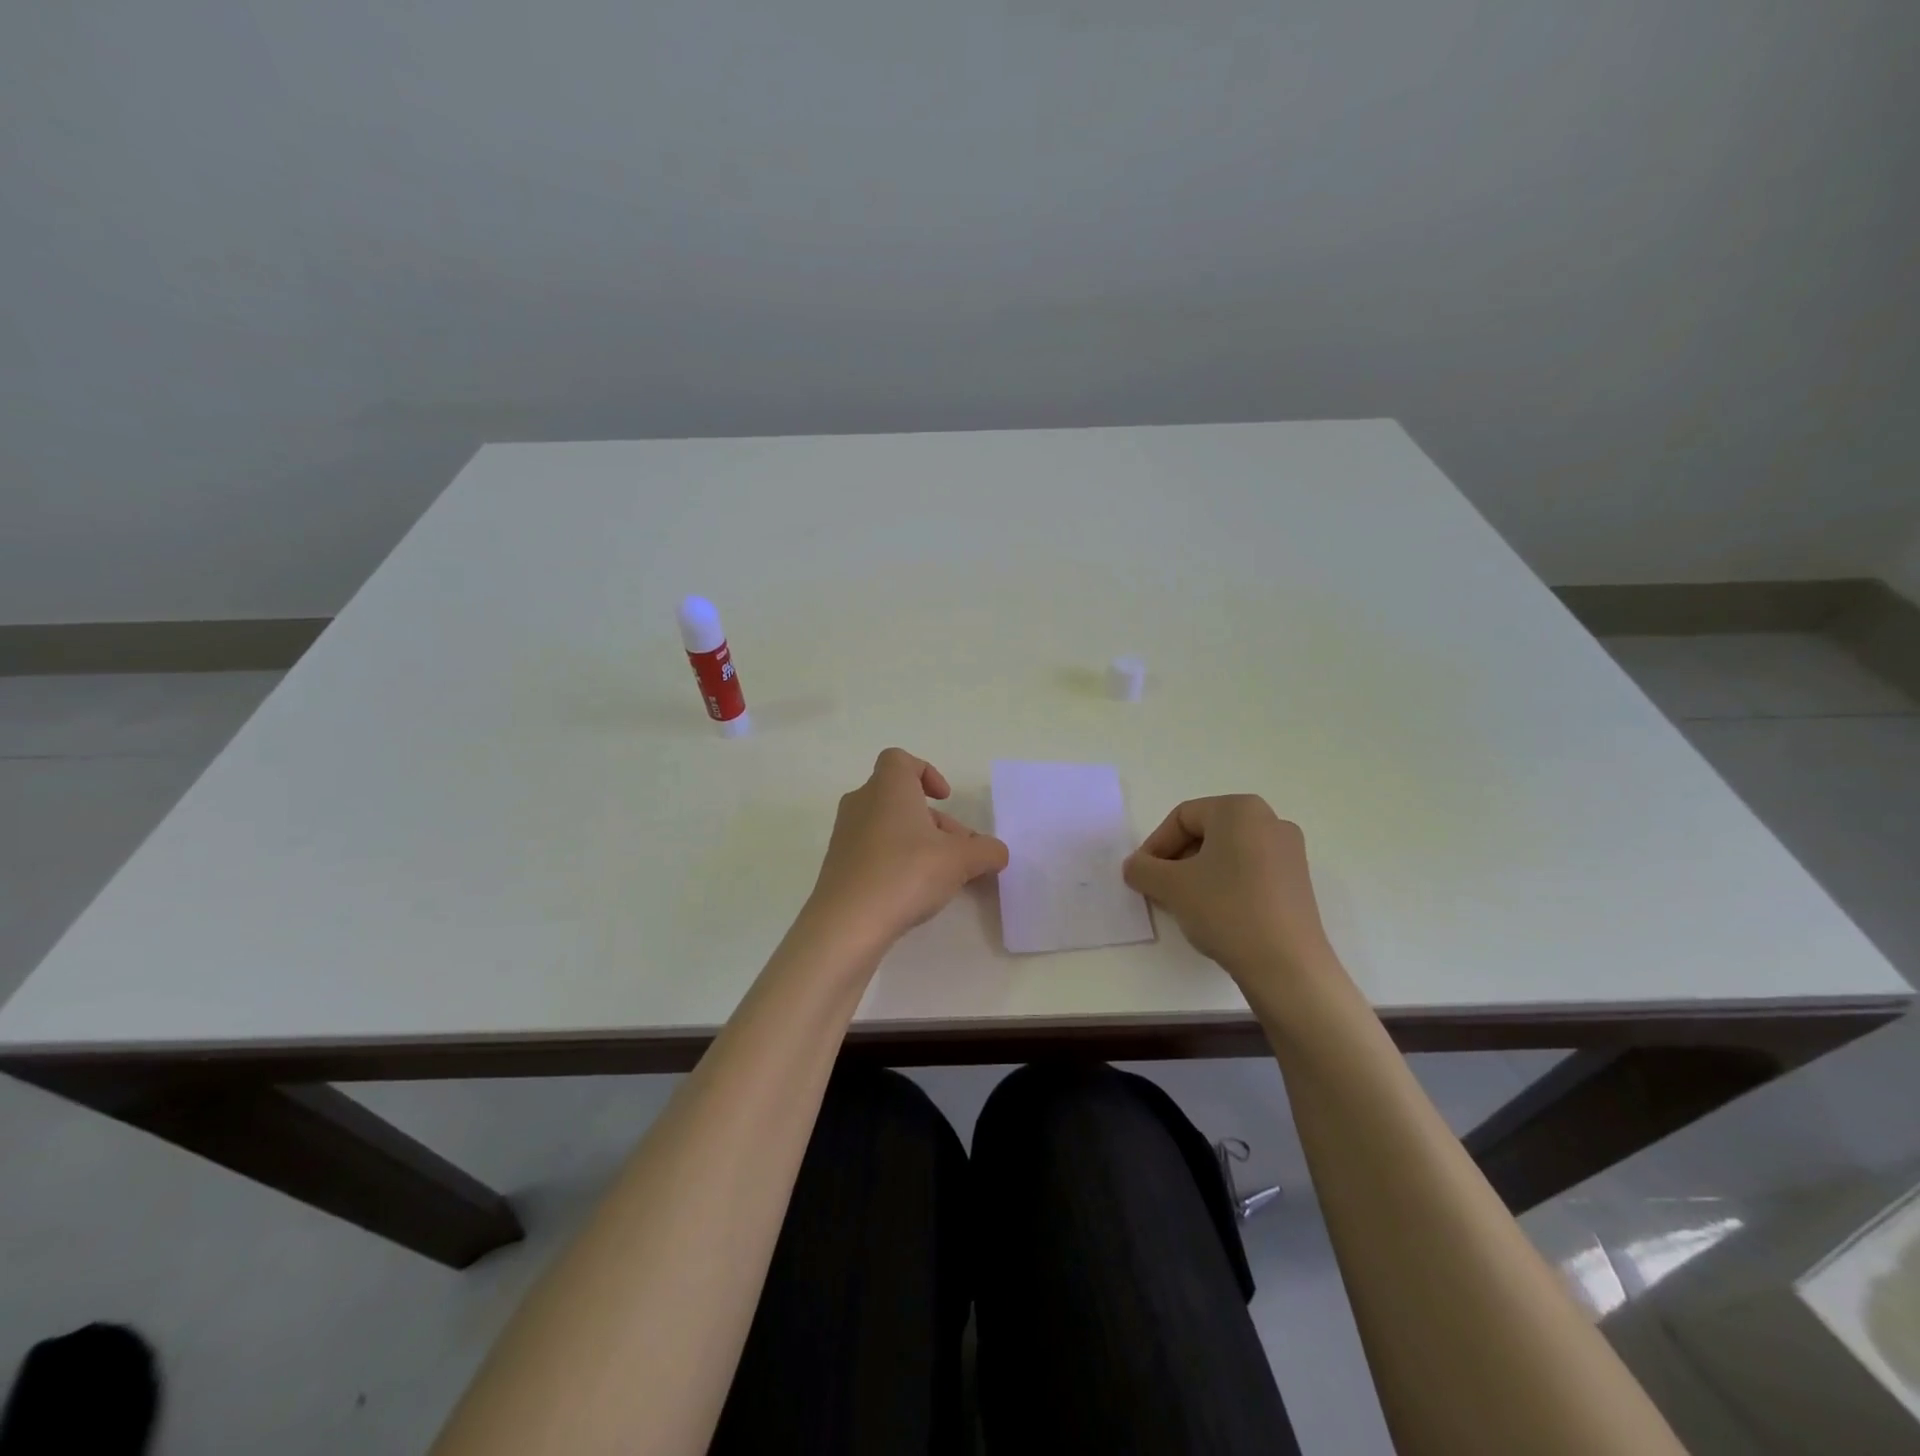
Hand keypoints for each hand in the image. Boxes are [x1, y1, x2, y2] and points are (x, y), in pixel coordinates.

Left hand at [805, 748, 1009, 952]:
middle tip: (959, 852)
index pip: (900, 760)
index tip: (945, 799)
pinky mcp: (838, 864)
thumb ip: (986, 851)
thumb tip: (998, 852)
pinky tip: (912, 891)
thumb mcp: (960, 861)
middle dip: (934, 820)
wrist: (847, 922)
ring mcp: (845, 834)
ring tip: (942, 876)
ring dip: (918, 842)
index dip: (926, 773)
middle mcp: (862, 802)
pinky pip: (873, 849)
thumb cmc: (906, 873)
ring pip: (888, 825)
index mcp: (888, 787)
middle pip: (901, 798)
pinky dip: (895, 860)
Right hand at [1123, 795, 1336, 988]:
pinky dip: (1225, 885)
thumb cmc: (1226, 910)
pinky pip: (1249, 871)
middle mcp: (1270, 820)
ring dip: (1198, 874)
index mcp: (1240, 809)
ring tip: (1184, 904)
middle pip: (1206, 833)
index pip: (1182, 817)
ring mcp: (1289, 852)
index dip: (1155, 845)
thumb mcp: (1170, 886)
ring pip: (1227, 854)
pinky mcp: (1297, 882)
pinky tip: (1214, 914)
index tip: (1143, 876)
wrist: (1287, 966)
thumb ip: (1142, 869)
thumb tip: (1135, 866)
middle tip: (1159, 890)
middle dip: (1176, 860)